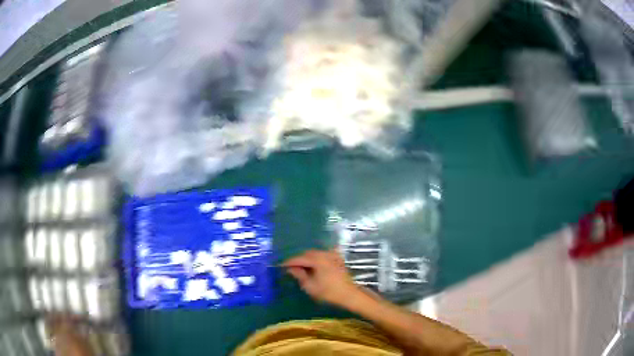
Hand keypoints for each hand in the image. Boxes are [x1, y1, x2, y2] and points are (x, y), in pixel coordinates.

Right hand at [283, 249, 360, 307]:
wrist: (349, 294)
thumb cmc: (328, 292)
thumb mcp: (310, 286)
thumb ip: (299, 275)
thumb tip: (291, 268)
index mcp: (317, 259)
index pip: (299, 258)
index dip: (289, 262)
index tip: (281, 266)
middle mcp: (324, 253)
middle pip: (307, 254)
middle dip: (298, 260)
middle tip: (290, 268)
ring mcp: (332, 255)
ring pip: (315, 254)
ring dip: (307, 259)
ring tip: (301, 268)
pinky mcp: (338, 259)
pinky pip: (324, 255)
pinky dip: (317, 258)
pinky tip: (314, 264)